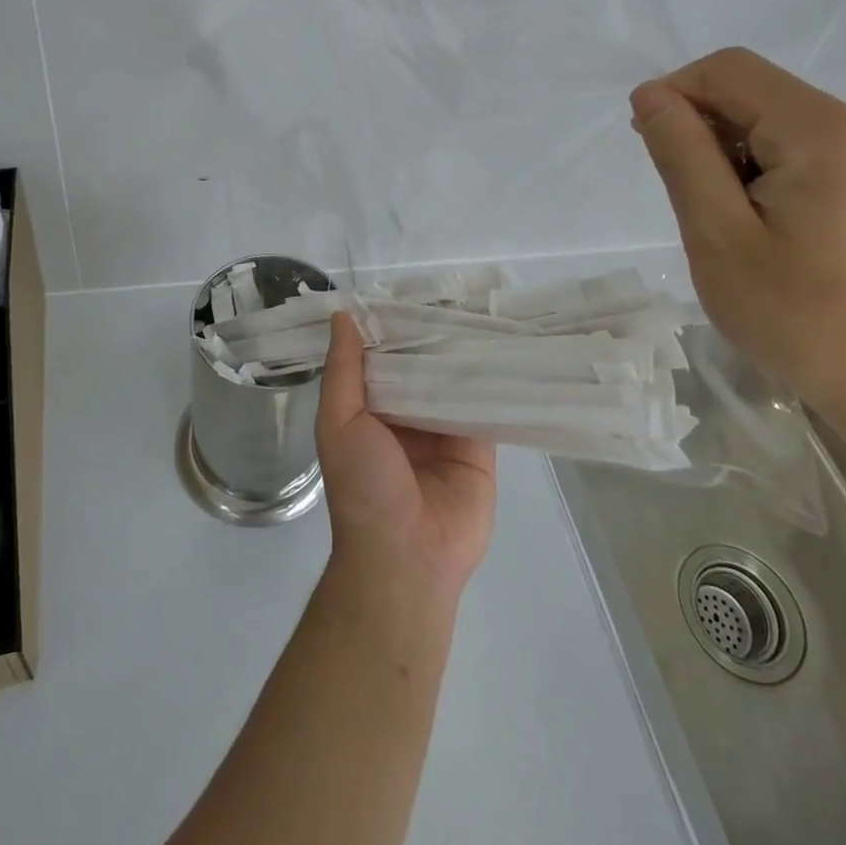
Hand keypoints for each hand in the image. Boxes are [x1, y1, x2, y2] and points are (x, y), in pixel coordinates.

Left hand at [315, 312, 495, 603]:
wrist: (406, 556)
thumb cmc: (363, 486)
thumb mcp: (339, 422)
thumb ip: (343, 369)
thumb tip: (343, 315)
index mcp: (372, 407)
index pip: (385, 355)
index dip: (394, 325)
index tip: (411, 287)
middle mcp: (409, 413)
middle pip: (424, 363)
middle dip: (435, 333)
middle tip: (456, 288)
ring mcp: (446, 427)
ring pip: (456, 378)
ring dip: (466, 351)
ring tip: (484, 305)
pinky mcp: (480, 444)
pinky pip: (487, 404)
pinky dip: (494, 379)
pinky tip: (506, 345)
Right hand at [630, 47, 845, 417]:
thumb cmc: (806, 319)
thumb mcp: (720, 236)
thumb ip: (682, 154)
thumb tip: (651, 94)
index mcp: (826, 130)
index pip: (729, 71)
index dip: (675, 94)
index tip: (650, 148)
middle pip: (757, 95)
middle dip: (707, 132)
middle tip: (691, 205)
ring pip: (781, 124)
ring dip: (736, 158)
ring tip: (733, 227)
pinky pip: (811, 150)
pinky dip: (770, 173)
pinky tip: (770, 230)